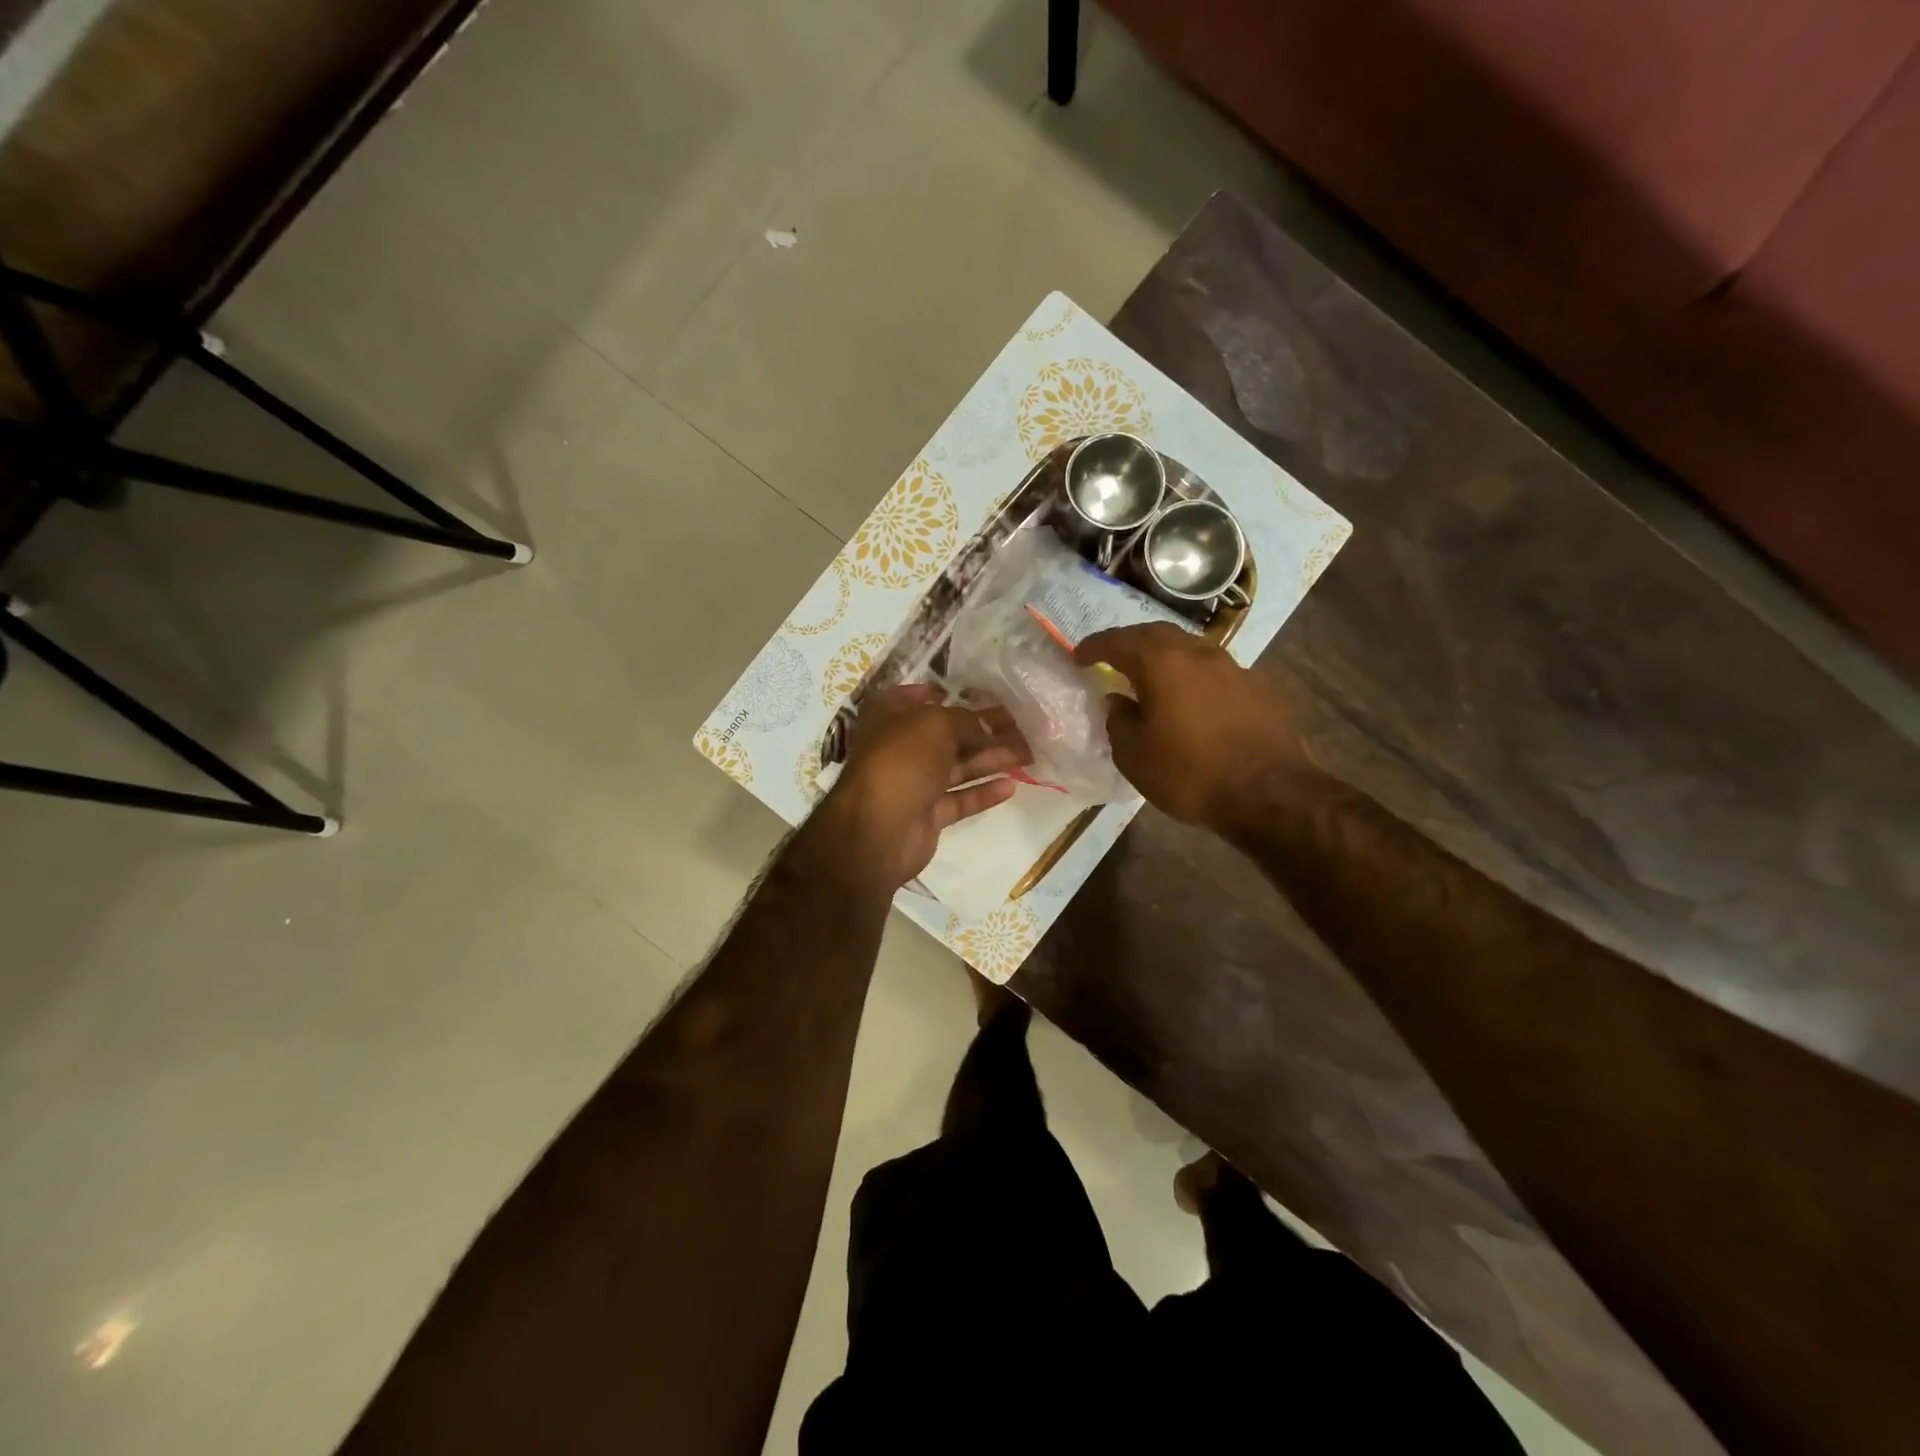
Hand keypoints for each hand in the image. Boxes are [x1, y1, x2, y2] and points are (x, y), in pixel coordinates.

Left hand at [809, 685, 1030, 889]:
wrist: (878, 830)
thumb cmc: (901, 761)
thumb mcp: (935, 724)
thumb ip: (966, 721)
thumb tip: (989, 726)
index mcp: (889, 719)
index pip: (914, 698)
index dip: (942, 693)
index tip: (976, 693)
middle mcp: (901, 748)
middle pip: (948, 734)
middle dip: (983, 728)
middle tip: (1021, 724)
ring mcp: (915, 783)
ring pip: (959, 767)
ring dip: (991, 758)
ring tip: (1028, 752)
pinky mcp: (928, 814)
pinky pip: (960, 799)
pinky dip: (983, 792)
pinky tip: (1011, 785)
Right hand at [1074, 624, 1303, 834]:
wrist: (1271, 794)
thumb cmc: (1191, 774)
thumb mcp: (1135, 757)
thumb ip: (1119, 722)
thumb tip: (1118, 701)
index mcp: (1161, 663)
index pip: (1118, 642)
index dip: (1094, 647)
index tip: (1078, 657)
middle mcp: (1197, 653)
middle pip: (1156, 634)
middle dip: (1129, 643)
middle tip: (1111, 659)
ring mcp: (1232, 667)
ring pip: (1188, 648)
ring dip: (1163, 657)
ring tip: (1149, 677)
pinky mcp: (1256, 687)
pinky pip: (1212, 670)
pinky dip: (1190, 676)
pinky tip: (1188, 699)